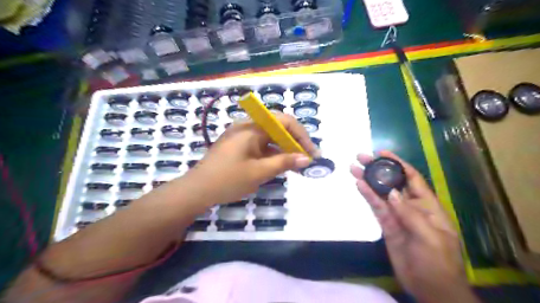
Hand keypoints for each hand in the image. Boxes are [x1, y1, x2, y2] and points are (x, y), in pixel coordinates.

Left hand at [188, 114, 316, 205]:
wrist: (197, 190)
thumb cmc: (227, 180)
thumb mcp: (259, 172)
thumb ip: (284, 162)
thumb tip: (306, 159)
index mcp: (252, 127)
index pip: (285, 121)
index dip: (302, 136)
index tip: (312, 153)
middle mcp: (248, 126)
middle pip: (278, 127)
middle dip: (295, 142)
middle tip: (307, 159)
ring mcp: (242, 135)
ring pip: (270, 137)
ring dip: (284, 149)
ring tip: (297, 164)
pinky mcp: (239, 145)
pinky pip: (261, 145)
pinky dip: (273, 153)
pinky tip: (281, 164)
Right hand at [350, 151, 475, 302]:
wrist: (431, 288)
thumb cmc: (438, 262)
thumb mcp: (429, 237)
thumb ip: (410, 213)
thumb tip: (391, 193)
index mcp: (427, 205)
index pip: (412, 178)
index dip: (398, 164)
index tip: (382, 153)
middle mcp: (411, 206)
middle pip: (392, 183)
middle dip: (378, 169)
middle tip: (361, 157)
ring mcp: (397, 215)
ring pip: (381, 193)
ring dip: (368, 180)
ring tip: (354, 168)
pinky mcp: (387, 225)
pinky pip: (376, 208)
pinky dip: (368, 196)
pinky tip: (359, 186)